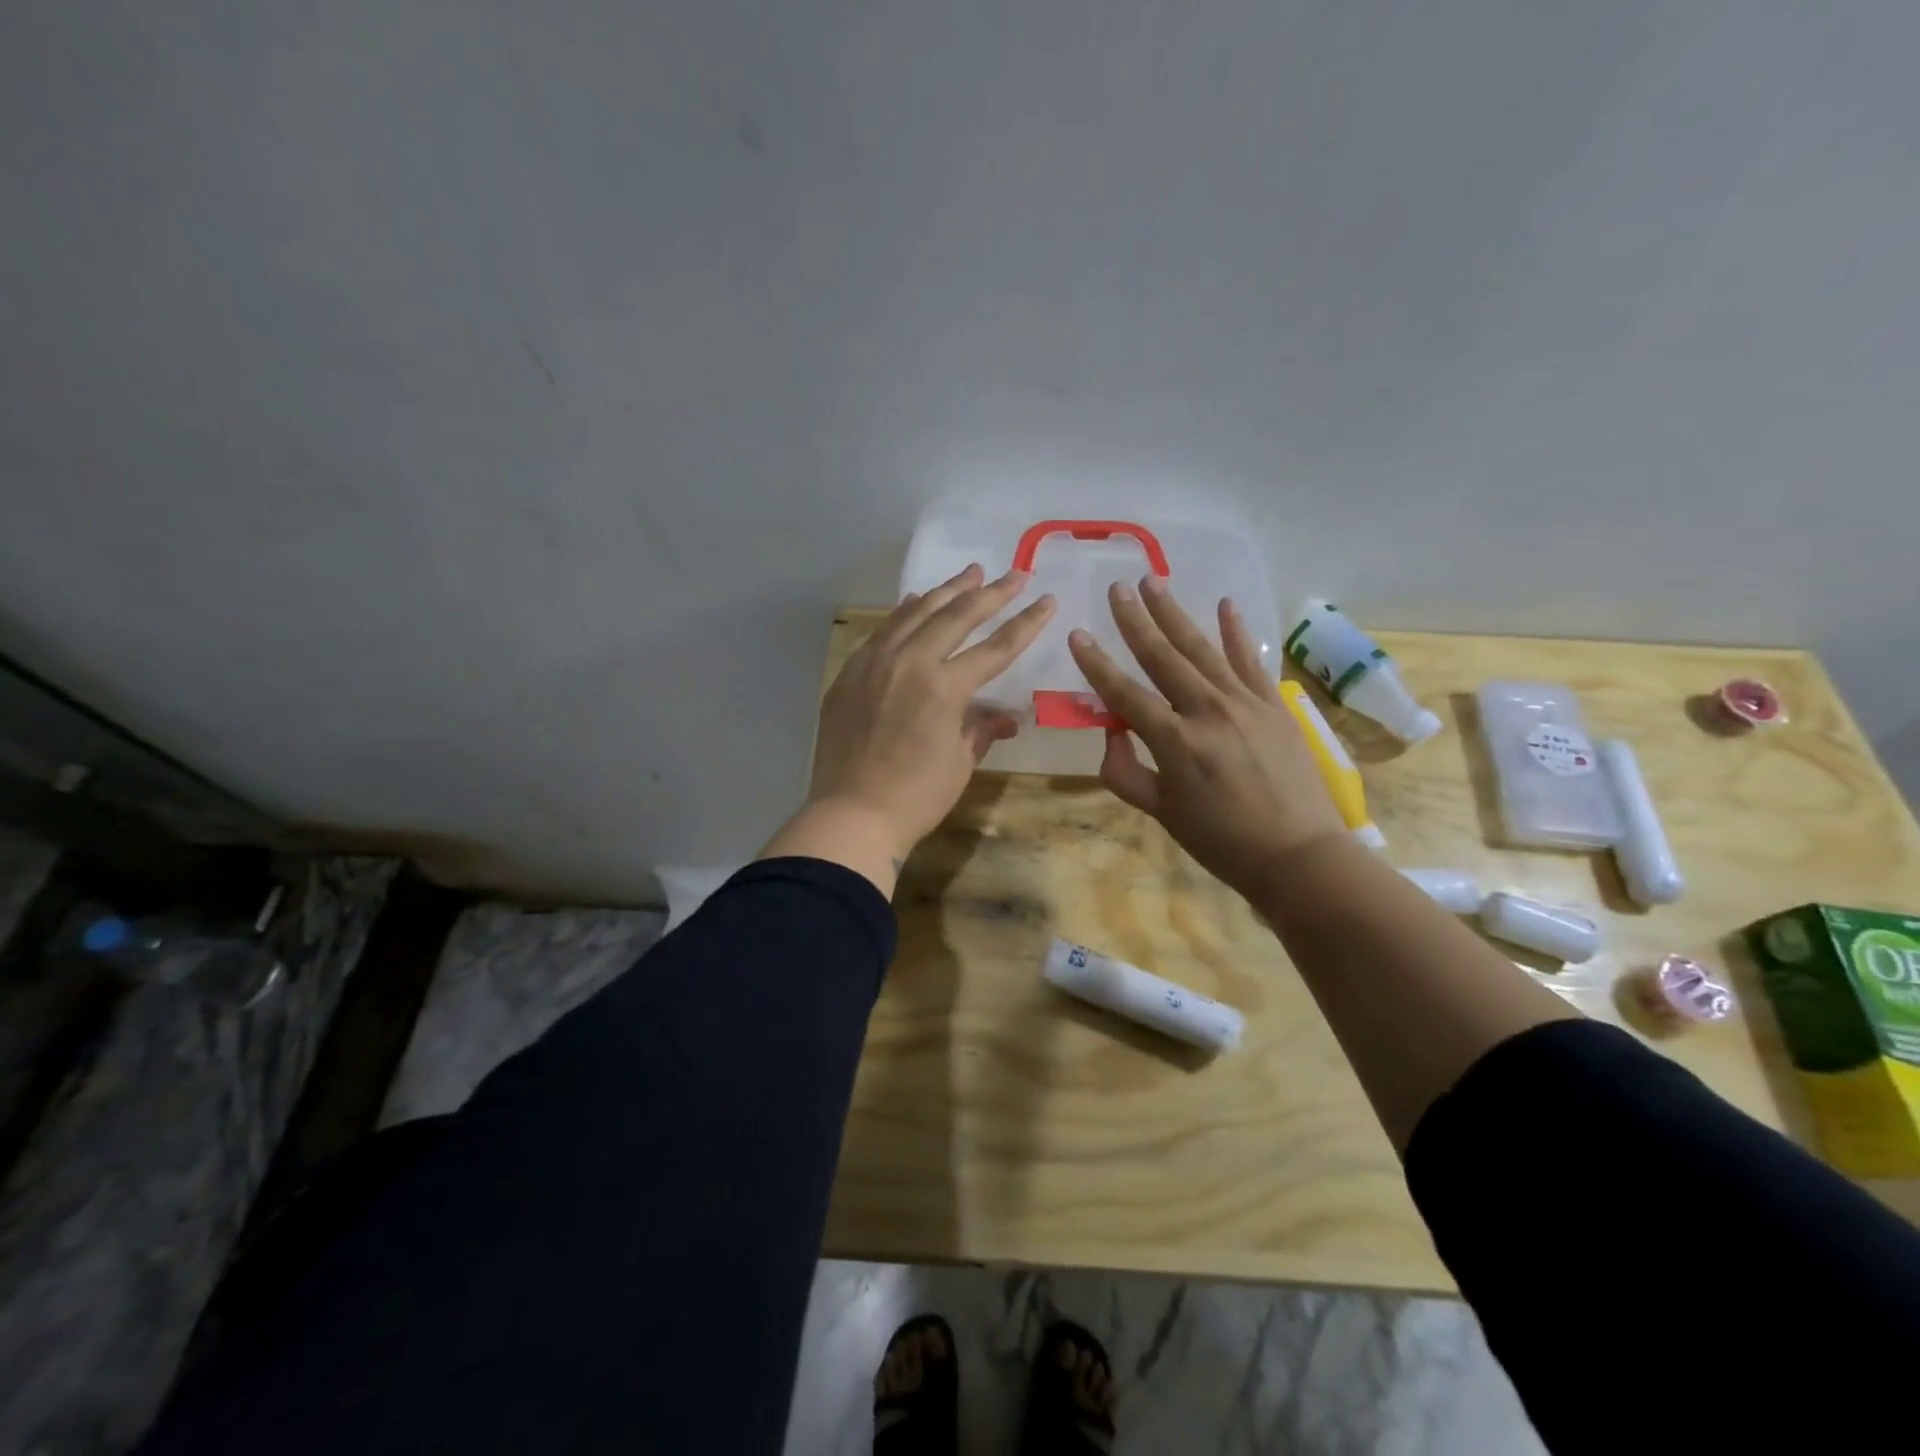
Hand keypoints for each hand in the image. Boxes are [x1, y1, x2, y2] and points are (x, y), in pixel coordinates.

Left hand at [762, 564, 1054, 891]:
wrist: (851, 815)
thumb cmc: (915, 797)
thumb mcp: (959, 763)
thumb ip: (982, 729)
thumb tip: (1007, 718)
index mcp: (944, 687)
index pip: (995, 647)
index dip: (1025, 623)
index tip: (1045, 599)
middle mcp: (910, 662)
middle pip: (956, 616)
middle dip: (989, 593)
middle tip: (1012, 574)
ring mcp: (875, 663)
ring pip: (915, 613)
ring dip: (946, 591)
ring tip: (969, 573)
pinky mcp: (851, 672)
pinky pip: (883, 631)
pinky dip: (904, 613)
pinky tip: (915, 602)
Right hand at [1067, 575, 1344, 897]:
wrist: (1298, 854)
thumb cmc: (1221, 841)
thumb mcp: (1161, 813)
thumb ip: (1125, 773)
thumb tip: (1111, 734)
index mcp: (1175, 742)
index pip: (1125, 694)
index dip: (1097, 665)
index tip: (1077, 634)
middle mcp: (1208, 711)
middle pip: (1163, 657)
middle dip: (1136, 620)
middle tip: (1117, 586)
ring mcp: (1246, 702)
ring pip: (1202, 649)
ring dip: (1175, 613)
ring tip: (1154, 581)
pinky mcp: (1274, 704)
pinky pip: (1251, 660)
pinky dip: (1237, 632)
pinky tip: (1224, 604)